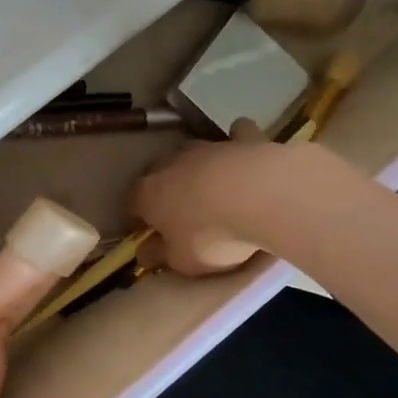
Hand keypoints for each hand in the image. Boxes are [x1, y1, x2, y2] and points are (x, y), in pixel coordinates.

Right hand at [132, 119, 284, 275]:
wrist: (263, 197)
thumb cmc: (212, 235)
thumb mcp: (182, 261)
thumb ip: (160, 256)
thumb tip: (144, 253)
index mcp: (148, 193)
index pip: (133, 205)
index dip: (141, 221)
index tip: (154, 236)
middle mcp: (171, 164)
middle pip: (160, 175)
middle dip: (167, 191)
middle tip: (184, 214)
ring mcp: (207, 146)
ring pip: (196, 154)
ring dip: (201, 169)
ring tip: (218, 190)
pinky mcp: (243, 138)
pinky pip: (237, 136)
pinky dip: (239, 144)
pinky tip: (246, 156)